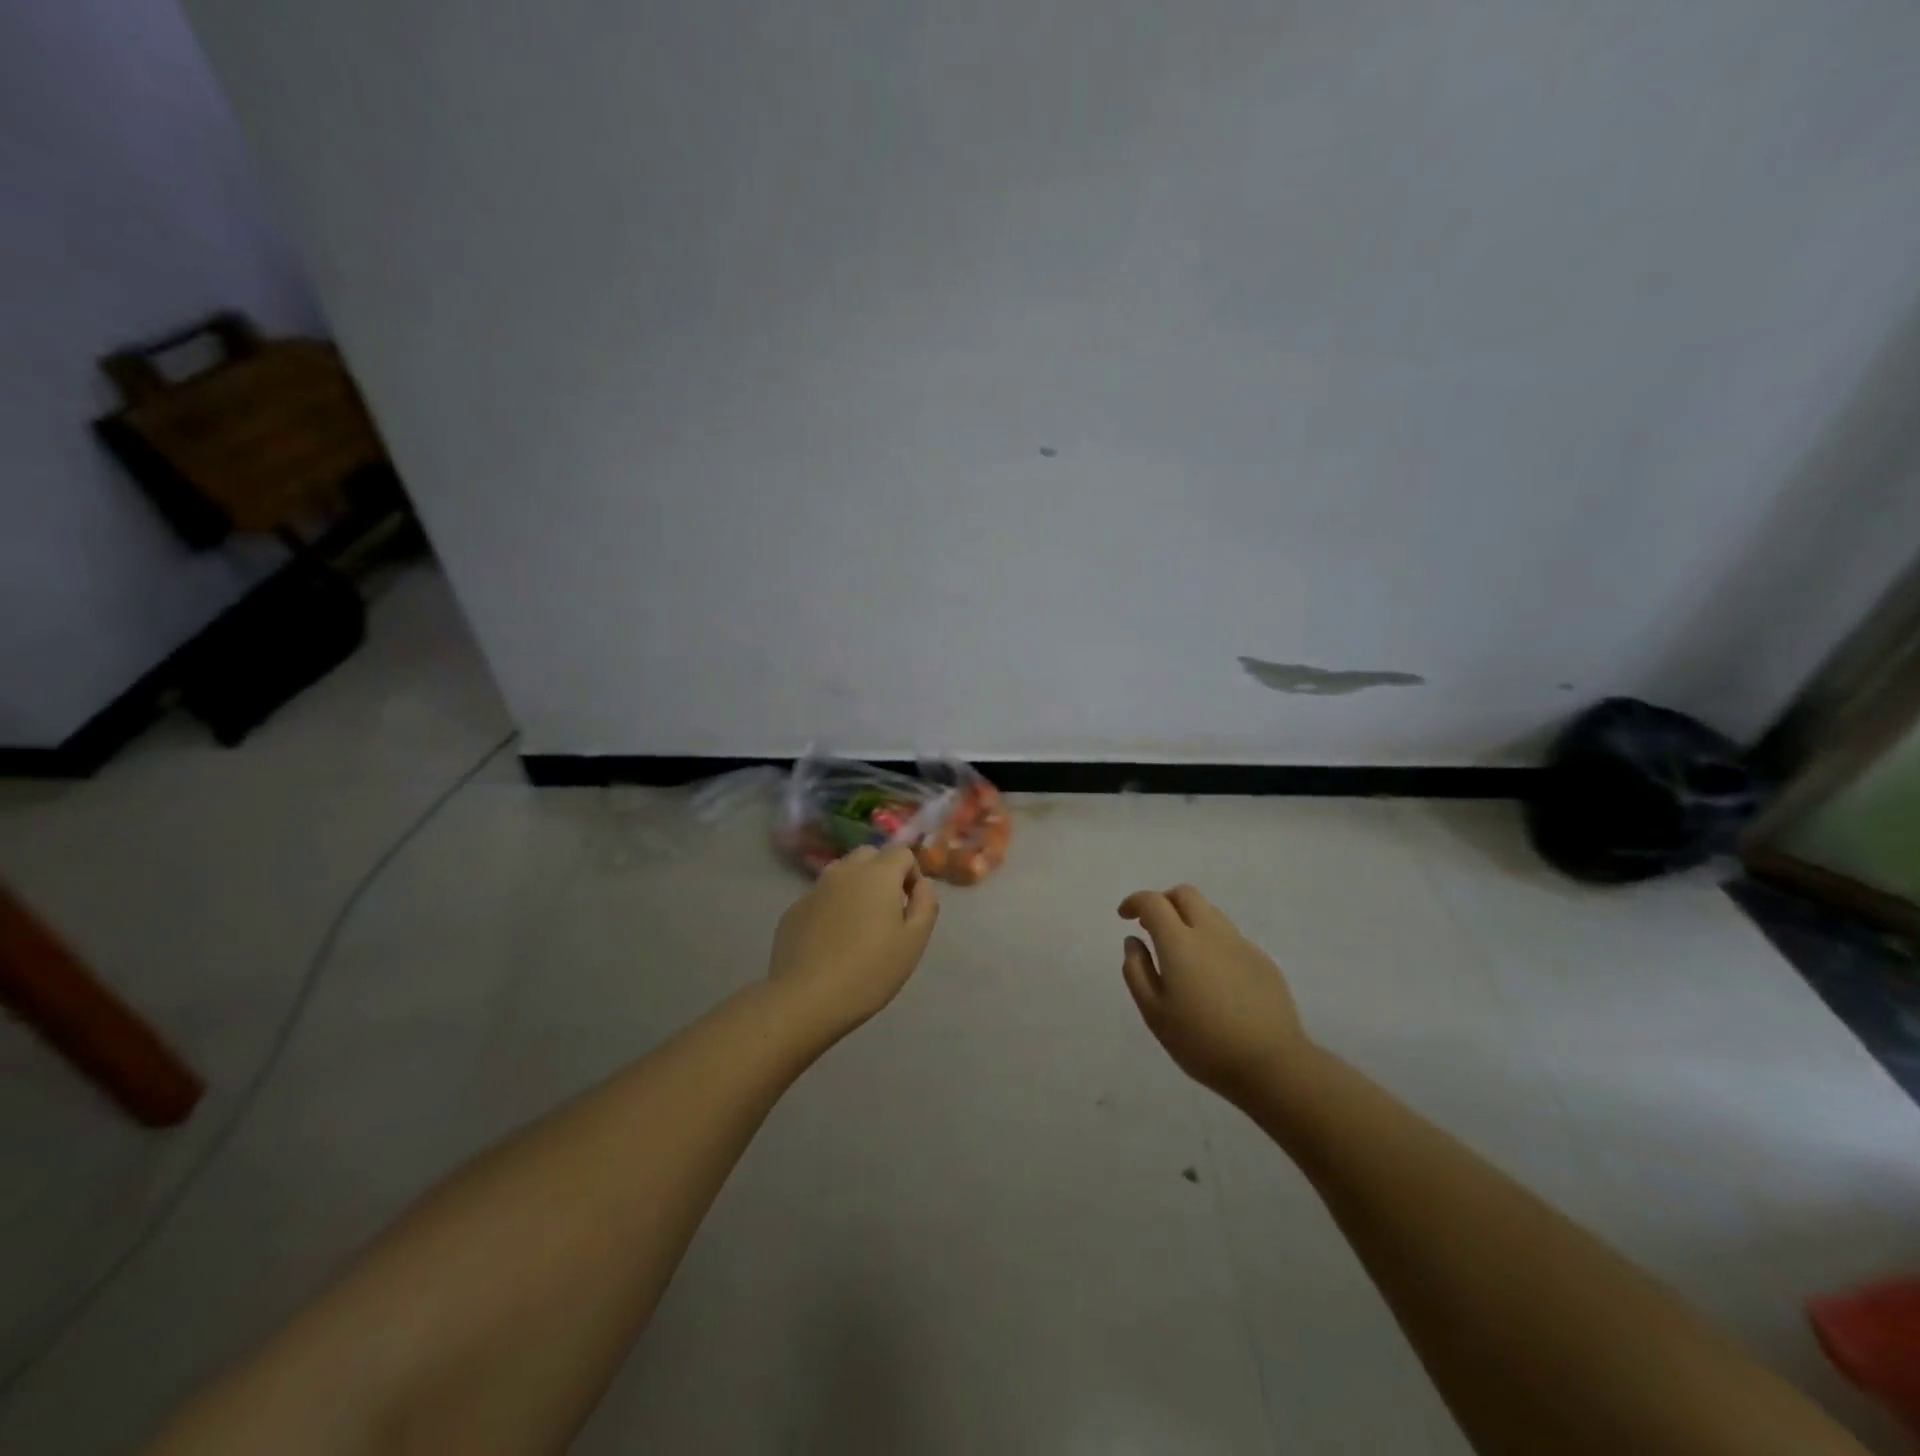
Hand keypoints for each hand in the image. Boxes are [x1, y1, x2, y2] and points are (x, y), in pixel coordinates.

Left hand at [769, 844, 939, 1037]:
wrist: (805, 999)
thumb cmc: (869, 971)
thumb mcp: (914, 941)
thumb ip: (925, 904)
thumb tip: (922, 884)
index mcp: (878, 874)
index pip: (902, 852)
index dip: (912, 874)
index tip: (910, 905)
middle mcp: (844, 871)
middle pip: (870, 855)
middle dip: (883, 873)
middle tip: (887, 911)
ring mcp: (815, 889)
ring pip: (842, 873)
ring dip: (856, 886)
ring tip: (858, 924)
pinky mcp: (793, 909)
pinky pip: (821, 896)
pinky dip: (832, 906)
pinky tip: (831, 940)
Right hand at [1119, 884, 1312, 1107]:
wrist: (1272, 1064)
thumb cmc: (1202, 1043)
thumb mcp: (1154, 1013)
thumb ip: (1137, 971)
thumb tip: (1133, 941)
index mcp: (1180, 942)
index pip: (1153, 902)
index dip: (1135, 902)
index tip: (1125, 917)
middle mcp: (1211, 933)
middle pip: (1185, 895)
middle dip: (1164, 901)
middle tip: (1152, 927)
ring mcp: (1241, 944)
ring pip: (1210, 913)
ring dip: (1189, 920)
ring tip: (1181, 955)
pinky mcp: (1262, 960)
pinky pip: (1229, 937)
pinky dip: (1211, 942)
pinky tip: (1212, 978)